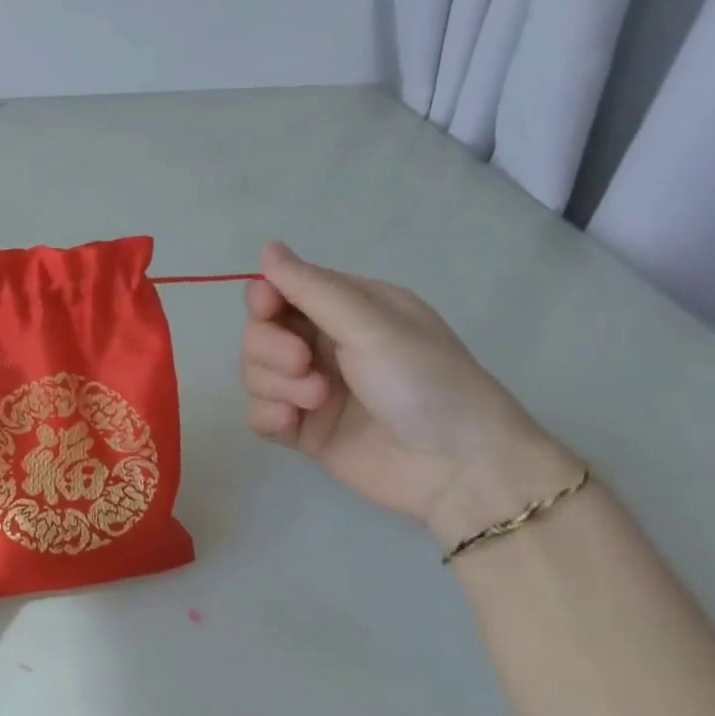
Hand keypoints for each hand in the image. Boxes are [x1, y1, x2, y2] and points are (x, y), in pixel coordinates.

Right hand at [241, 240, 576, 544]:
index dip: (264, 298)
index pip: (282, 291)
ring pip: (255, 373)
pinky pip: (259, 414)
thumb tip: (267, 247)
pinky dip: (269, 416)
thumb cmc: (424, 382)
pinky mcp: (304, 430)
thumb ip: (312, 288)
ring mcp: (312, 389)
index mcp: (348, 310)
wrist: (458, 468)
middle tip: (302, 363)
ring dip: (275, 384)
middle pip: (259, 333)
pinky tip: (292, 424)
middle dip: (270, 347)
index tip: (266, 308)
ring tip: (317, 401)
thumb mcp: (371, 326)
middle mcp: (325, 345)